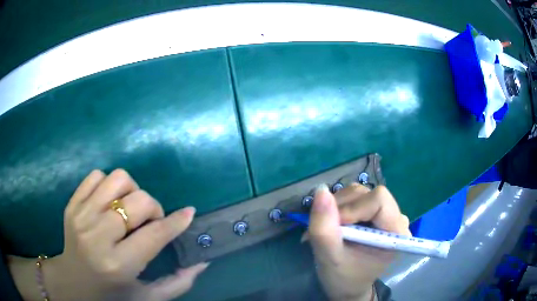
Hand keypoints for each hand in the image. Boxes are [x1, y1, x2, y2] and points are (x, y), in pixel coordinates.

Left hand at [10, 169, 207, 300]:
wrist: (73, 281)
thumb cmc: (112, 294)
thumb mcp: (148, 297)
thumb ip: (178, 283)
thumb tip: (202, 261)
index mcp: (118, 265)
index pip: (154, 234)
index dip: (175, 222)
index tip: (188, 213)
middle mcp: (97, 236)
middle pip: (138, 201)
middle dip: (153, 208)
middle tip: (150, 222)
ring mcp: (81, 215)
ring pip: (117, 179)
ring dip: (131, 191)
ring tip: (128, 209)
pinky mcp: (72, 203)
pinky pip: (97, 176)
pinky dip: (109, 185)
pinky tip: (109, 203)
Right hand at [306, 183, 410, 300]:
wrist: (348, 287)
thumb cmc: (344, 279)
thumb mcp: (329, 258)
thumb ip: (324, 228)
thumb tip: (320, 191)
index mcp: (396, 232)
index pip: (378, 199)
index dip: (352, 208)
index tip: (334, 227)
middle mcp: (396, 218)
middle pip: (367, 194)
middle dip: (340, 207)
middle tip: (324, 228)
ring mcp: (386, 214)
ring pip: (358, 193)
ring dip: (336, 207)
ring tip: (327, 228)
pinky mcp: (375, 214)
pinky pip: (355, 198)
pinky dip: (338, 207)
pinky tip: (333, 224)